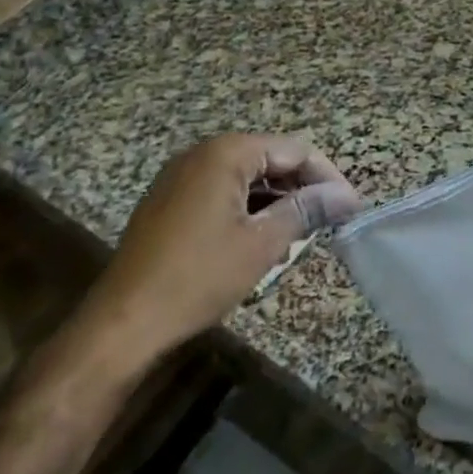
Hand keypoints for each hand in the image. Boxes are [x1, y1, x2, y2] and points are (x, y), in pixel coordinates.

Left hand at [79, 134, 363, 373]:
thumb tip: (347, 196)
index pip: (295, 150)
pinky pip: (221, 192)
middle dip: (301, 189)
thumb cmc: (199, 277)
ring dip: (276, 202)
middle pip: (270, 159)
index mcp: (226, 152)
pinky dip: (247, 210)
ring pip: (246, 178)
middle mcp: (202, 153)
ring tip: (297, 238)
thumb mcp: (263, 243)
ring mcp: (181, 176)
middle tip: (326, 225)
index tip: (349, 208)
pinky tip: (259, 242)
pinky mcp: (169, 201)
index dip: (327, 177)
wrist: (122, 323)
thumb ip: (307, 210)